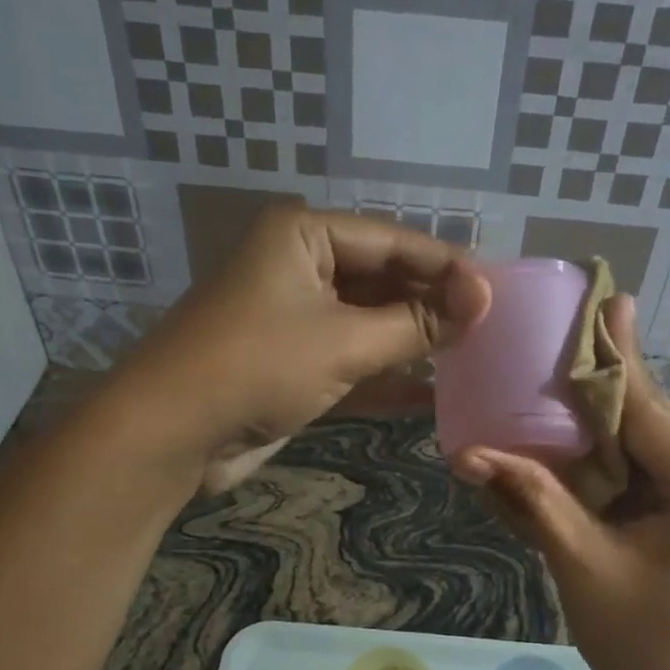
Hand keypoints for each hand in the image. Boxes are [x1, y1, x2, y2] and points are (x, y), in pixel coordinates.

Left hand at [114, 207, 489, 488]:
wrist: (172, 434)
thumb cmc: (259, 366)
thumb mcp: (346, 341)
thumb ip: (417, 323)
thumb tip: (483, 300)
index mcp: (304, 236)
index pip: (393, 241)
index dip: (447, 267)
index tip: (497, 294)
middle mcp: (300, 267)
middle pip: (383, 280)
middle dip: (432, 305)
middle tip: (490, 328)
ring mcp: (296, 318)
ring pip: (370, 322)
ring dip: (414, 341)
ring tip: (473, 355)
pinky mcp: (294, 364)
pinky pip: (352, 360)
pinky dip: (387, 376)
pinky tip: (433, 393)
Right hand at [449, 295, 669, 669]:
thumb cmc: (645, 648)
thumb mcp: (582, 566)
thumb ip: (532, 499)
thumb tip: (467, 453)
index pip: (650, 412)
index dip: (613, 360)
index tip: (602, 299)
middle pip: (645, 419)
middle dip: (593, 386)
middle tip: (553, 334)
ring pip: (638, 440)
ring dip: (590, 420)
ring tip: (548, 370)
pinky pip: (637, 468)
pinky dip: (596, 457)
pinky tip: (562, 427)